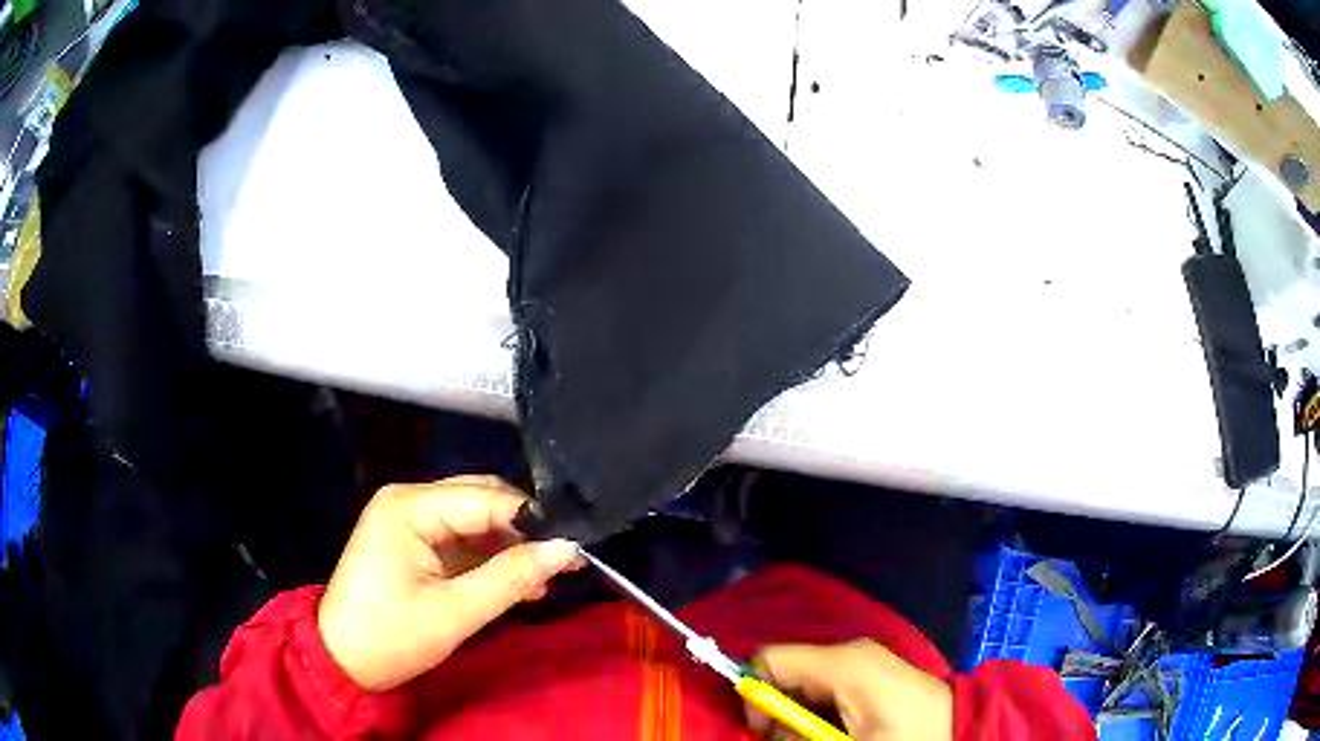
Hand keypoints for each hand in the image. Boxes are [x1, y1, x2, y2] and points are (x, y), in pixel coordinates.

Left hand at [318, 476, 580, 691]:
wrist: (342, 661)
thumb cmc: (391, 636)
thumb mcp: (455, 612)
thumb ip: (511, 578)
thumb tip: (567, 549)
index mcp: (409, 506)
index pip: (485, 499)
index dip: (533, 521)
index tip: (576, 546)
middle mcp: (409, 501)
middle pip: (481, 501)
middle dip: (523, 532)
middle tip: (565, 561)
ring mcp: (409, 521)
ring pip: (476, 521)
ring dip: (510, 549)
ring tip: (545, 581)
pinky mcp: (413, 543)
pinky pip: (462, 541)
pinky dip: (490, 560)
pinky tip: (518, 584)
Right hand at [747, 640, 952, 740]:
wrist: (957, 729)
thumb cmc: (903, 736)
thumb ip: (796, 733)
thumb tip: (765, 728)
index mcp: (841, 662)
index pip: (769, 659)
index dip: (755, 695)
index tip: (764, 730)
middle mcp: (848, 652)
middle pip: (785, 674)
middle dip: (780, 713)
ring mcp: (862, 659)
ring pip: (803, 684)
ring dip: (801, 717)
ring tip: (825, 738)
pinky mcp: (870, 671)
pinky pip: (826, 687)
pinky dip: (820, 711)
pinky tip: (839, 730)